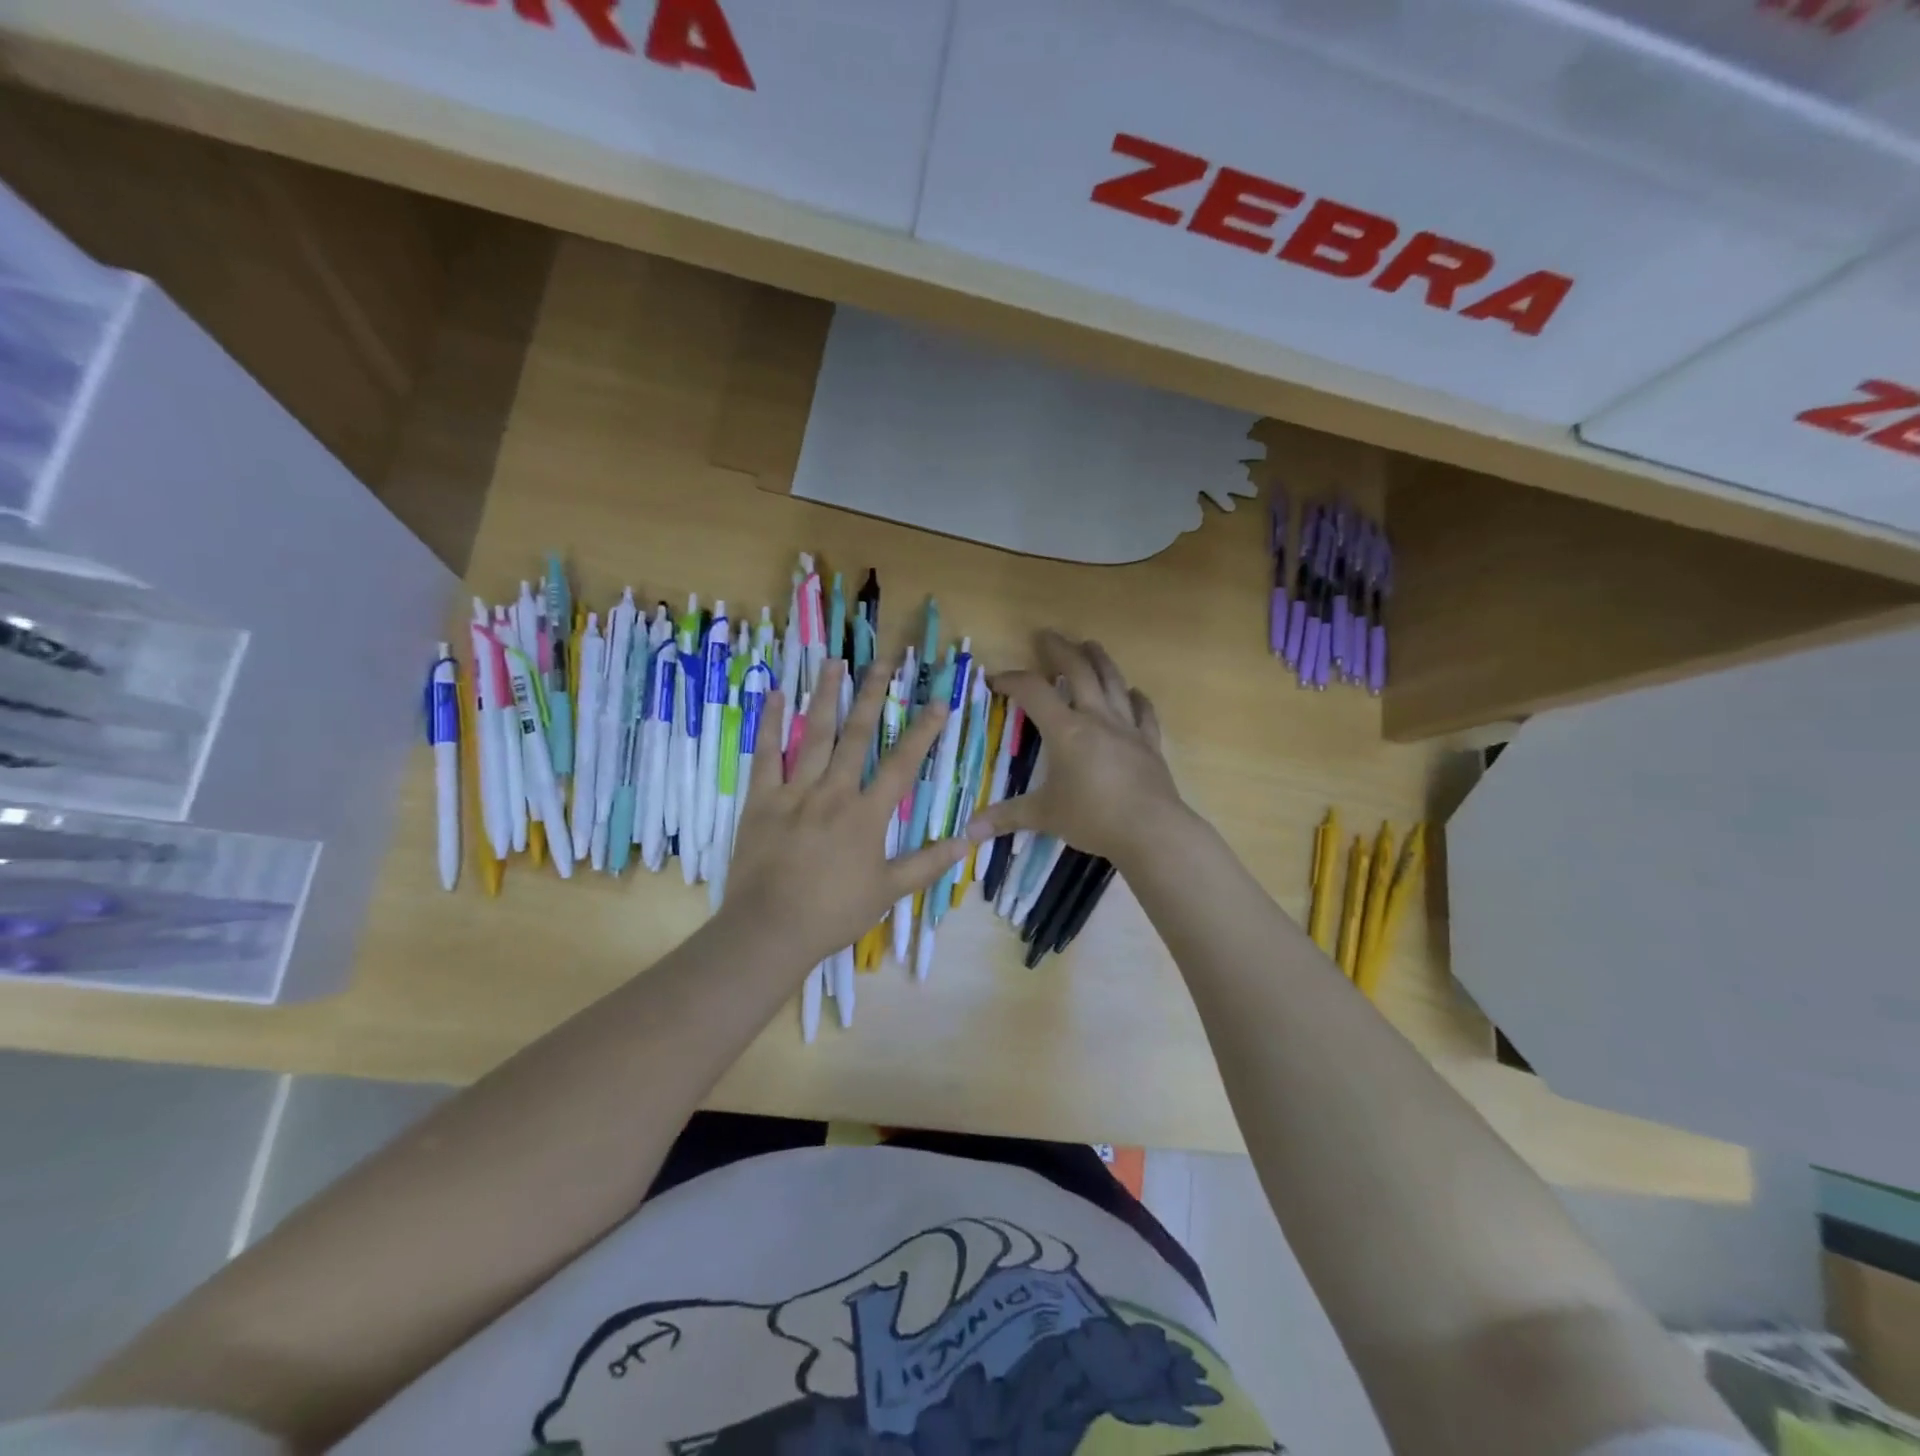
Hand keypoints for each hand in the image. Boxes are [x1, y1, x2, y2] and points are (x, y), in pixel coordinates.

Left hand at [722, 658, 973, 969]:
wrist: (770, 929)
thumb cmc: (833, 913)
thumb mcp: (888, 891)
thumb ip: (928, 863)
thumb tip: (969, 839)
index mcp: (866, 814)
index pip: (902, 764)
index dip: (924, 731)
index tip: (939, 701)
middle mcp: (833, 792)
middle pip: (856, 735)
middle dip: (873, 696)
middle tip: (884, 661)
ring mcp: (794, 792)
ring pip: (814, 735)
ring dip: (826, 696)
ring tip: (835, 662)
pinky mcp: (761, 800)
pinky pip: (766, 755)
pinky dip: (771, 724)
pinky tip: (776, 695)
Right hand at [968, 631, 1187, 868]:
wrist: (1151, 830)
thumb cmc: (1093, 818)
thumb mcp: (1044, 816)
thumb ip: (1007, 817)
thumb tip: (969, 831)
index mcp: (1066, 730)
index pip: (1033, 692)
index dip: (1011, 680)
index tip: (995, 680)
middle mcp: (1097, 718)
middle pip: (1078, 671)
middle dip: (1060, 650)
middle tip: (1047, 635)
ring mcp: (1127, 728)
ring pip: (1113, 682)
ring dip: (1099, 659)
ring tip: (1090, 644)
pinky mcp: (1150, 743)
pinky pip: (1143, 712)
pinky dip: (1136, 698)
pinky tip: (1133, 691)